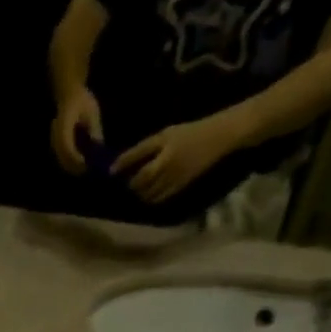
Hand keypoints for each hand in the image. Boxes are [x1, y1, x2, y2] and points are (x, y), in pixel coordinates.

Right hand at [52, 85, 104, 173]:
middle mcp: (56, 134)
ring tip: (84, 168)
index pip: (67, 146)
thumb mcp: (92, 112)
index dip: (76, 158)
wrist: (69, 94)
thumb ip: (94, 129)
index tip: (86, 164)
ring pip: (61, 159)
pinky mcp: (56, 143)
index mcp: (64, 124)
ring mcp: (54, 140)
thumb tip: (98, 147)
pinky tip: (79, 162)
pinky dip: (69, 162)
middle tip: (87, 170)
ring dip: (71, 166)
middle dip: (74, 166)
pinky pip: (61, 156)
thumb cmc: (82, 100)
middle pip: (62, 157)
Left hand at [112, 113, 246, 203]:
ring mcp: (174, 174)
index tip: (110, 171)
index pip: (137, 153)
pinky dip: (151, 199)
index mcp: (164, 140)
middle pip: (141, 178)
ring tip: (137, 191)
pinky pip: (160, 198)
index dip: (122, 163)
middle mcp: (167, 159)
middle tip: (126, 184)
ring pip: (149, 191)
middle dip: (131, 183)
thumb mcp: (169, 133)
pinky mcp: (181, 185)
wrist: (220, 136)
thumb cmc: (192, 132)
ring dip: (139, 193)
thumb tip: (125, 162)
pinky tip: (149, 196)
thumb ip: (149, 148)